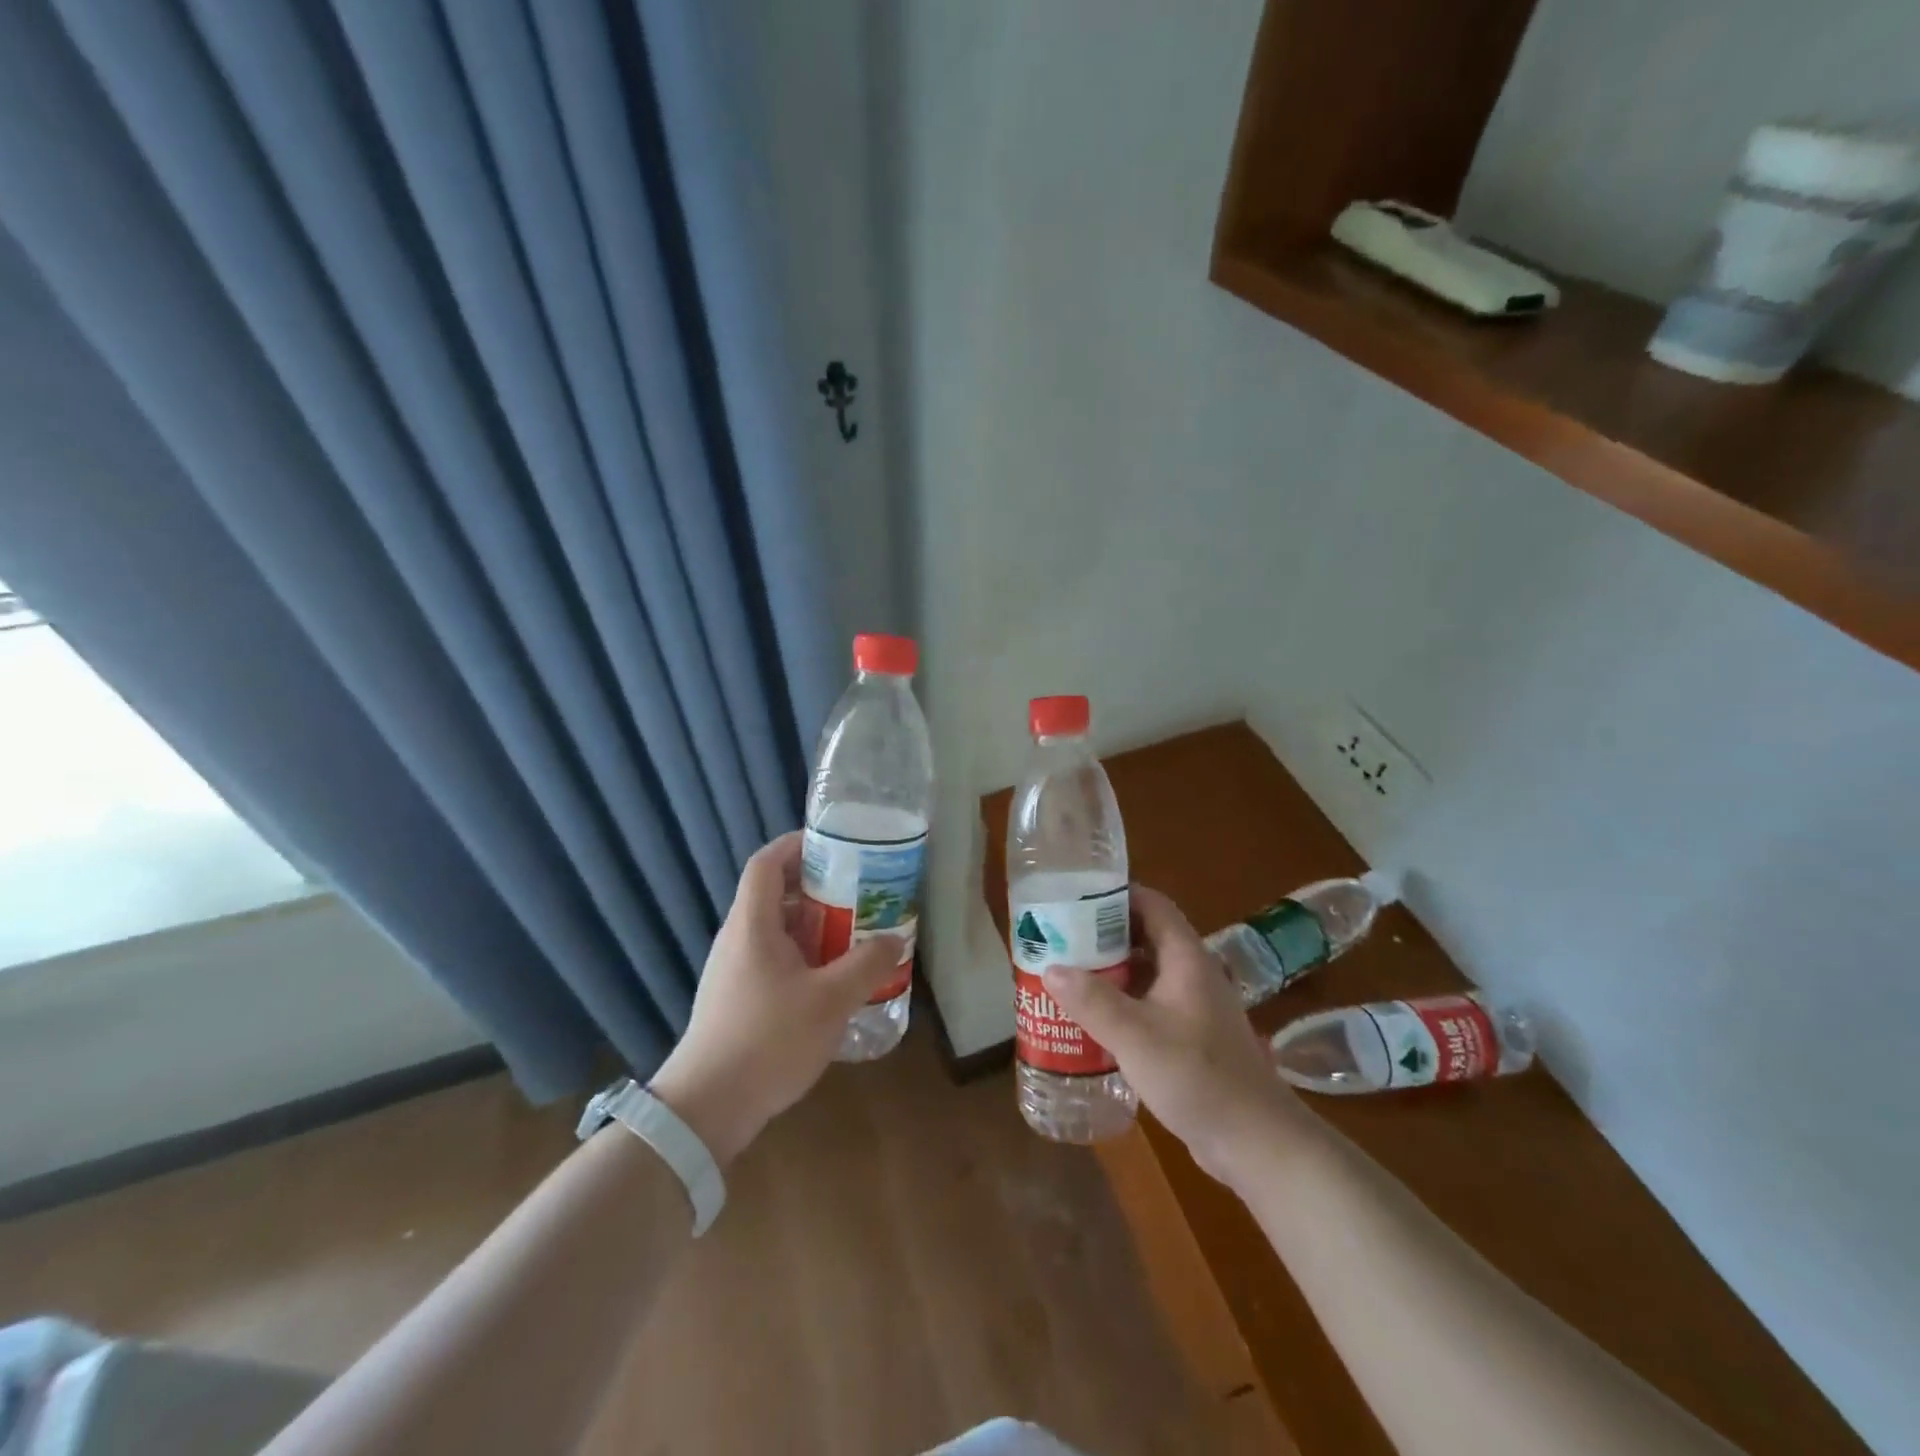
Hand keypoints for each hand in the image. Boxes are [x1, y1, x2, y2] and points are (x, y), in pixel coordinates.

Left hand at [649, 832, 902, 1166]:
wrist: (706, 1109)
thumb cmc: (768, 1040)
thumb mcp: (830, 1001)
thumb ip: (867, 965)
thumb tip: (894, 939)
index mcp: (753, 924)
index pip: (767, 862)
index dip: (797, 844)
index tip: (836, 844)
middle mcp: (738, 939)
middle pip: (775, 894)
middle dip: (819, 887)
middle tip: (861, 892)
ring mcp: (734, 971)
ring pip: (778, 930)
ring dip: (815, 926)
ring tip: (856, 934)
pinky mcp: (737, 999)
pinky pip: (775, 960)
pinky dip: (805, 957)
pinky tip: (834, 982)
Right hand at [1042, 885, 1298, 1185]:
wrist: (1255, 1141)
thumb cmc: (1197, 1076)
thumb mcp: (1136, 1036)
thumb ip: (1093, 1001)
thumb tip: (1050, 967)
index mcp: (1186, 958)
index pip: (1152, 904)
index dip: (1116, 894)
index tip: (1074, 897)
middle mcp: (1192, 973)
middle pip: (1145, 936)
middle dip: (1103, 934)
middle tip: (1060, 938)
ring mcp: (1194, 1006)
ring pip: (1147, 972)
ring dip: (1111, 970)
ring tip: (1067, 974)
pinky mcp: (1191, 1036)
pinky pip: (1150, 1004)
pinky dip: (1122, 1002)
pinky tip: (1093, 1019)